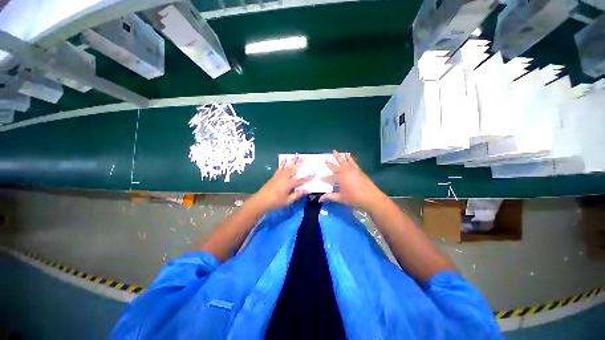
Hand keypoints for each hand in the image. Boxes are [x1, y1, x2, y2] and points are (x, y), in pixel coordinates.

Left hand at [249, 156, 312, 211]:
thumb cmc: (275, 202)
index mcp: (289, 184)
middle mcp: (285, 178)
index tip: (314, 173)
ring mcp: (279, 176)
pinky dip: (282, 162)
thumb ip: (297, 195)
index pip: (301, 180)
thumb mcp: (288, 201)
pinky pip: (280, 167)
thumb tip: (307, 190)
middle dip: (299, 163)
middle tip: (303, 157)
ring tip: (295, 155)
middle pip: (294, 169)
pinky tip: (284, 158)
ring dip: (292, 160)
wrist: (261, 200)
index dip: (308, 178)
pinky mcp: (275, 175)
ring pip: (287, 166)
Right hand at [320, 151, 385, 211]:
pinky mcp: (359, 170)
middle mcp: (346, 172)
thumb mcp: (341, 198)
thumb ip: (330, 197)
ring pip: (344, 162)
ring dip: (339, 157)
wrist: (371, 198)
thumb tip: (320, 199)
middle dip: (330, 163)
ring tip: (335, 151)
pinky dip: (350, 158)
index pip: (330, 178)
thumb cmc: (355, 198)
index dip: (325, 178)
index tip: (320, 177)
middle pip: (336, 166)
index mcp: (340, 178)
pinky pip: (353, 162)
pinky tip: (348, 155)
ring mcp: (353, 170)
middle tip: (325, 159)